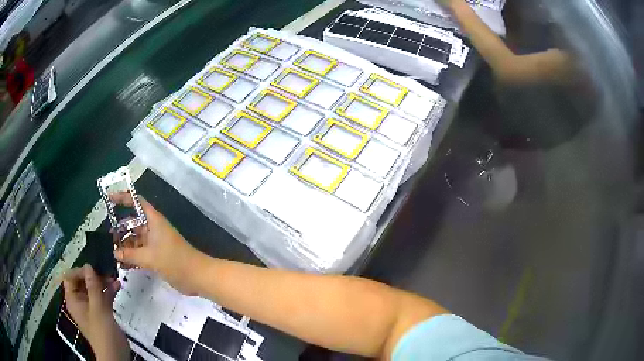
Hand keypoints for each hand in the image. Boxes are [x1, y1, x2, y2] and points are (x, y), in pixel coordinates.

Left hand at [63, 265, 128, 360]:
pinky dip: (108, 291)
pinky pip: (102, 297)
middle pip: (82, 282)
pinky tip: (117, 286)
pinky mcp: (101, 313)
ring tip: (114, 277)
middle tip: (106, 271)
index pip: (70, 277)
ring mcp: (91, 308)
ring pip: (94, 289)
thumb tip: (88, 265)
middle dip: (94, 276)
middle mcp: (80, 301)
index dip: (80, 271)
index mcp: (74, 300)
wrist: (116, 356)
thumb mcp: (98, 309)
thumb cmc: (103, 333)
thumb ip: (93, 287)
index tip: (93, 270)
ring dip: (103, 282)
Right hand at [110, 193, 202, 294]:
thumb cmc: (174, 261)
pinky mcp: (158, 256)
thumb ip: (130, 254)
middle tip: (107, 238)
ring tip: (112, 253)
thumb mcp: (149, 257)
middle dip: (120, 229)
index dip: (123, 198)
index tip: (109, 199)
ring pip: (136, 240)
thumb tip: (114, 252)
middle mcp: (153, 229)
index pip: (137, 202)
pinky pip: (141, 253)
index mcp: (154, 220)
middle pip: (133, 223)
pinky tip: (122, 265)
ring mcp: (155, 243)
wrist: (197, 277)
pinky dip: (132, 257)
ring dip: (125, 245)